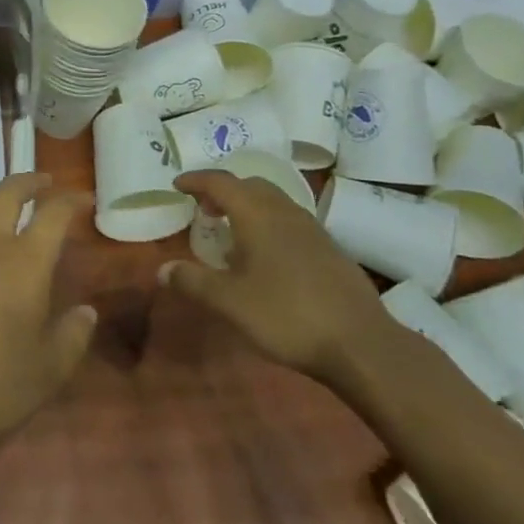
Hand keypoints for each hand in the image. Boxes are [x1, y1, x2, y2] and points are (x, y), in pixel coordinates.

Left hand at [0, 174, 97, 474]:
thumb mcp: (50, 369)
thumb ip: (73, 334)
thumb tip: (86, 311)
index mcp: (25, 261)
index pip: (53, 214)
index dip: (71, 202)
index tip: (83, 200)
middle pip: (7, 193)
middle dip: (29, 182)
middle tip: (44, 183)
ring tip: (3, 200)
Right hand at [162, 170, 396, 383]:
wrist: (360, 343)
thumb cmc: (286, 315)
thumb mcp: (230, 302)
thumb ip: (193, 282)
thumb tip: (163, 270)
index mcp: (257, 214)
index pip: (221, 182)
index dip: (196, 180)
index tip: (178, 185)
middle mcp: (285, 211)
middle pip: (250, 185)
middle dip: (224, 191)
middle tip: (204, 209)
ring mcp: (312, 228)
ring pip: (273, 202)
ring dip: (248, 207)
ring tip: (232, 232)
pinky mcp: (329, 249)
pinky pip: (290, 221)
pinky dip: (269, 224)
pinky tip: (267, 257)